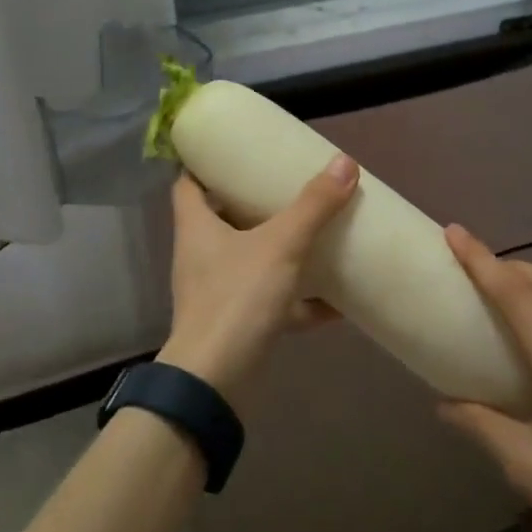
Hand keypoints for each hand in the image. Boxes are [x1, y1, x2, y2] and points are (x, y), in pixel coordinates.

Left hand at [158, 157, 358, 398]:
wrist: (216, 379)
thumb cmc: (237, 297)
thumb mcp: (280, 245)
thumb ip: (313, 206)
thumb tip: (344, 162)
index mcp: (196, 226)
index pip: (187, 183)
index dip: (204, 164)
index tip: (233, 152)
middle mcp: (199, 255)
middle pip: (219, 219)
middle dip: (249, 204)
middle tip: (282, 187)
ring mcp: (215, 292)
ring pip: (246, 261)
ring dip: (276, 251)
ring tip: (310, 235)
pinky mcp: (234, 322)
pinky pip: (268, 302)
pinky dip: (296, 301)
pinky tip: (333, 302)